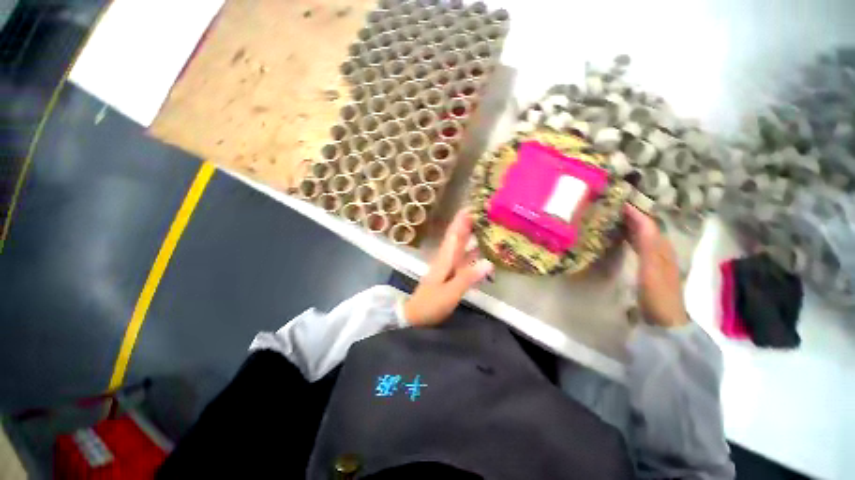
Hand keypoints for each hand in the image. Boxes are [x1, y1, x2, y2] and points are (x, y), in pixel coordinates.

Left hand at [404, 209, 494, 326]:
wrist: (417, 316)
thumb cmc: (431, 304)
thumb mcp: (450, 292)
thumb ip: (468, 277)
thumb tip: (489, 262)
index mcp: (445, 258)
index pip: (454, 234)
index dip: (461, 220)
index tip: (472, 206)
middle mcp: (447, 258)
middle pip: (458, 237)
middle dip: (468, 224)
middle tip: (485, 213)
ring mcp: (449, 266)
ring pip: (461, 247)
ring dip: (472, 236)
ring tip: (487, 227)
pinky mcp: (451, 275)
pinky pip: (464, 259)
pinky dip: (473, 253)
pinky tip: (483, 252)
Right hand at [624, 205, 688, 327]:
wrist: (664, 318)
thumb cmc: (658, 293)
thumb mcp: (652, 269)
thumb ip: (648, 244)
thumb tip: (641, 219)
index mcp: (662, 248)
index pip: (647, 224)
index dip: (635, 212)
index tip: (617, 202)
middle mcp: (660, 249)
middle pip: (646, 228)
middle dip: (631, 216)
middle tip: (611, 208)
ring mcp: (654, 259)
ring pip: (642, 236)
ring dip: (629, 226)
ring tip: (612, 218)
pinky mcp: (647, 267)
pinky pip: (637, 246)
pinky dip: (628, 238)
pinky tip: (619, 238)